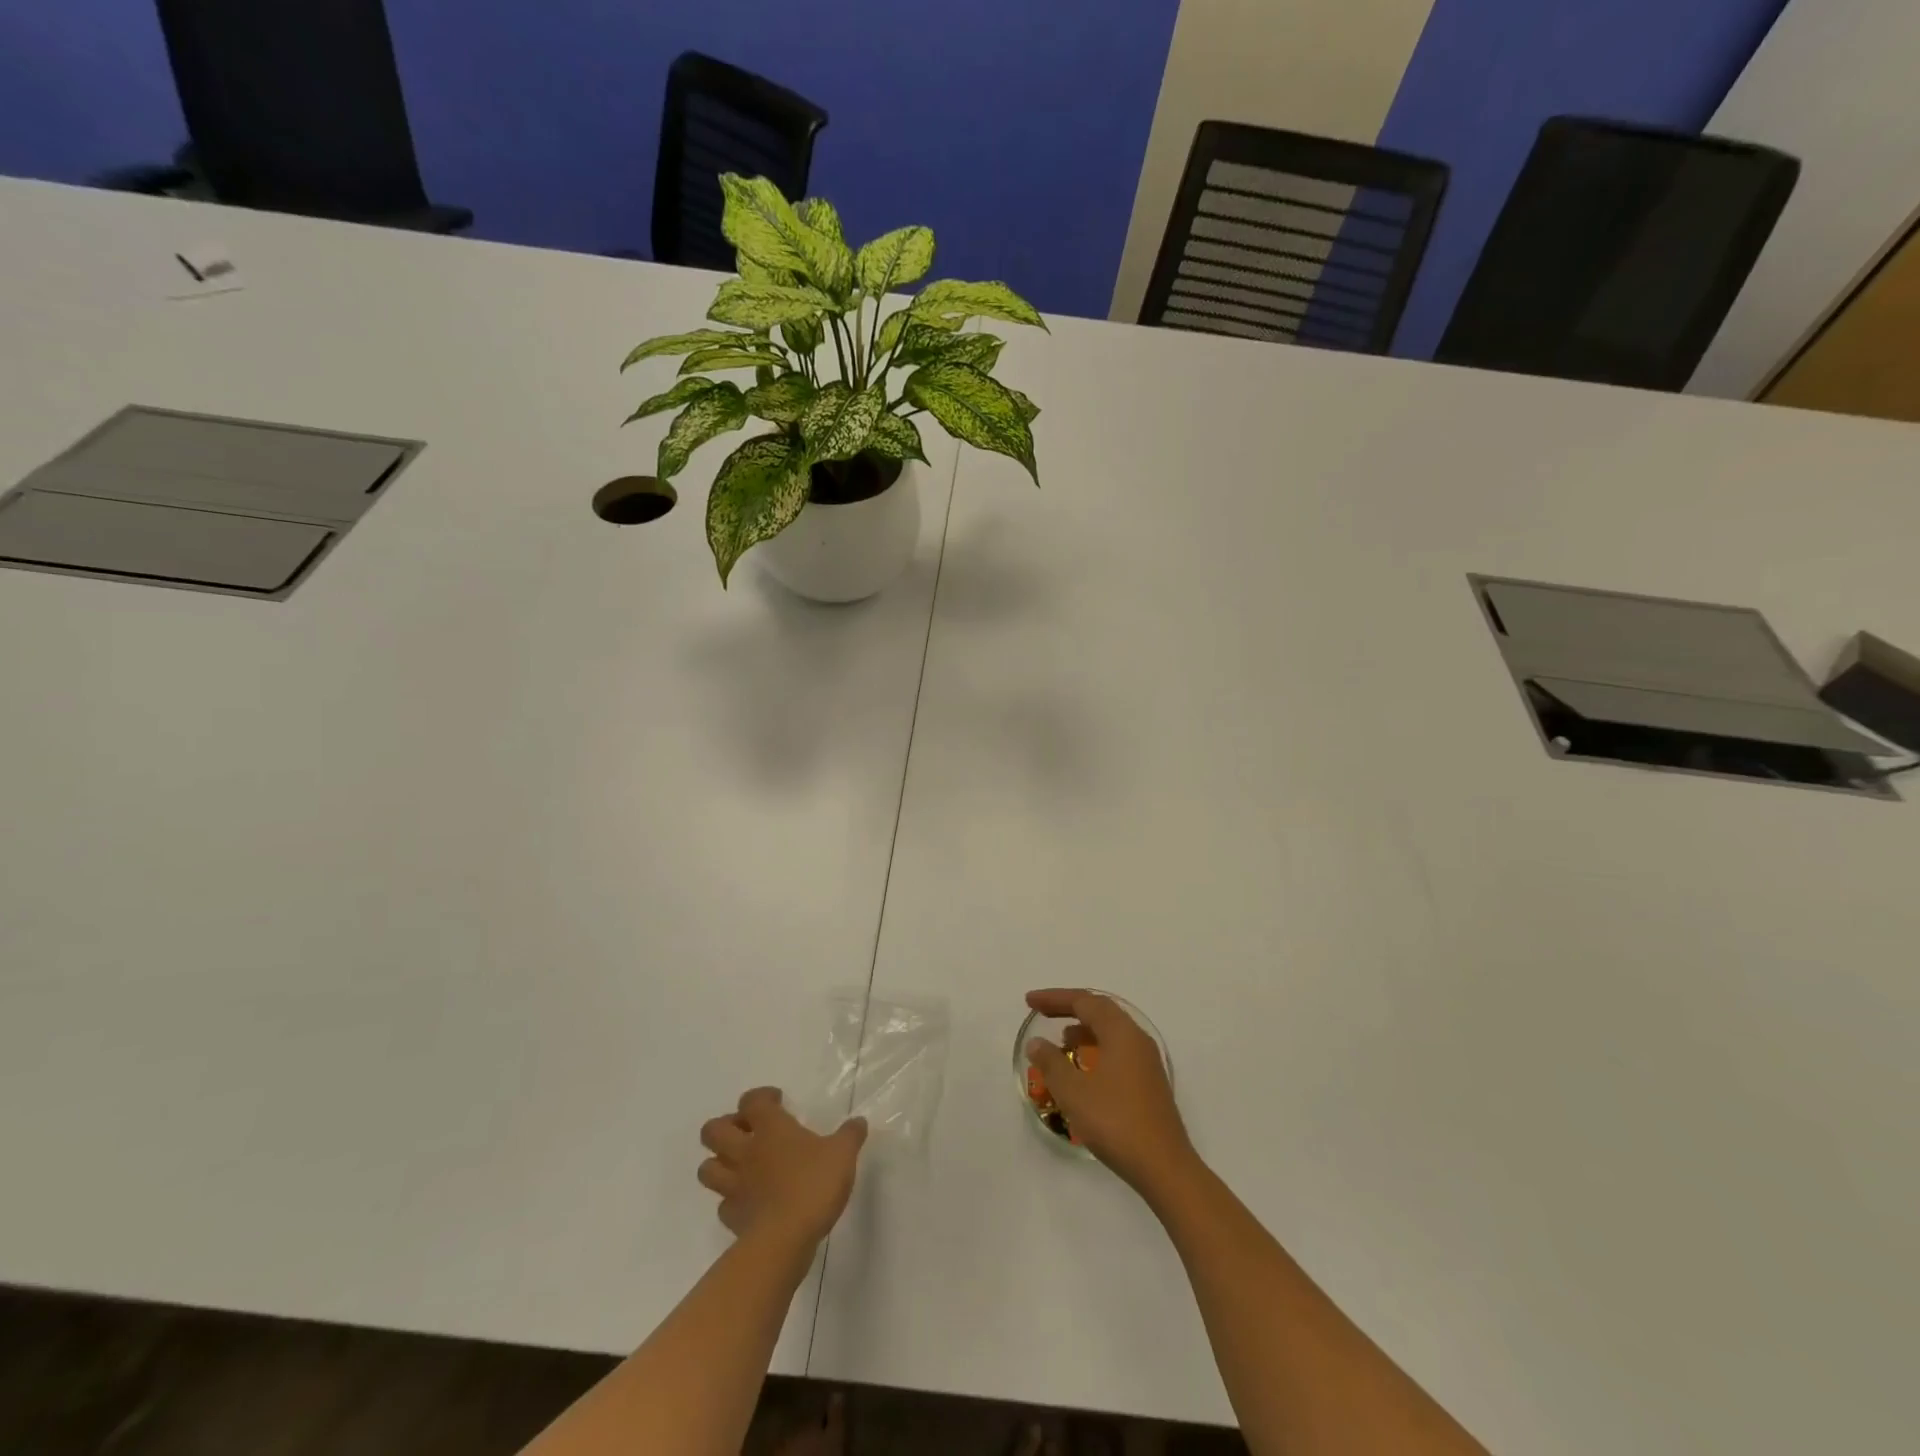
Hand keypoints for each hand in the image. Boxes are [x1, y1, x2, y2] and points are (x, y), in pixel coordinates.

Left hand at [697, 1088, 866, 1253]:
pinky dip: (731, 1200)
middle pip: (713, 1131)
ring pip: (707, 1168)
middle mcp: (745, 1152)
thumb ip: (850, 1135)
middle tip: (748, 1132)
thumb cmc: (813, 1185)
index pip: (752, 1100)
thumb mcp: (843, 1154)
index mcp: (770, 1128)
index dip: (761, 1097)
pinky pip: (722, 1204)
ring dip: (719, 1163)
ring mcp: (734, 1186)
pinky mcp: (732, 1218)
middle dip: (725, 1127)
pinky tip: (749, 1201)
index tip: (777, 1102)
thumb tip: (858, 1122)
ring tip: (741, 1165)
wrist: (785, 1240)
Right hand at [1025, 989, 1194, 1194]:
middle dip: (1069, 1008)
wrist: (1164, 1167)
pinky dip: (1096, 1049)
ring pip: (1111, 1032)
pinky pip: (1118, 1051)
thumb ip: (1051, 1063)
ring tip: (1060, 1042)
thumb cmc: (1115, 1122)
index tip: (1029, 1001)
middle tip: (1041, 1013)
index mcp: (1121, 1032)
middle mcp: (1137, 1039)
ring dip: (1084, 1030)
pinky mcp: (1149, 1083)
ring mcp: (1147, 1062)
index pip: (1084, 1001)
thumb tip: (1037, 1043)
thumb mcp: (1073, 1091)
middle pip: (1100, 1011)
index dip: (1054, 998)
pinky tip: (1083, 1071)